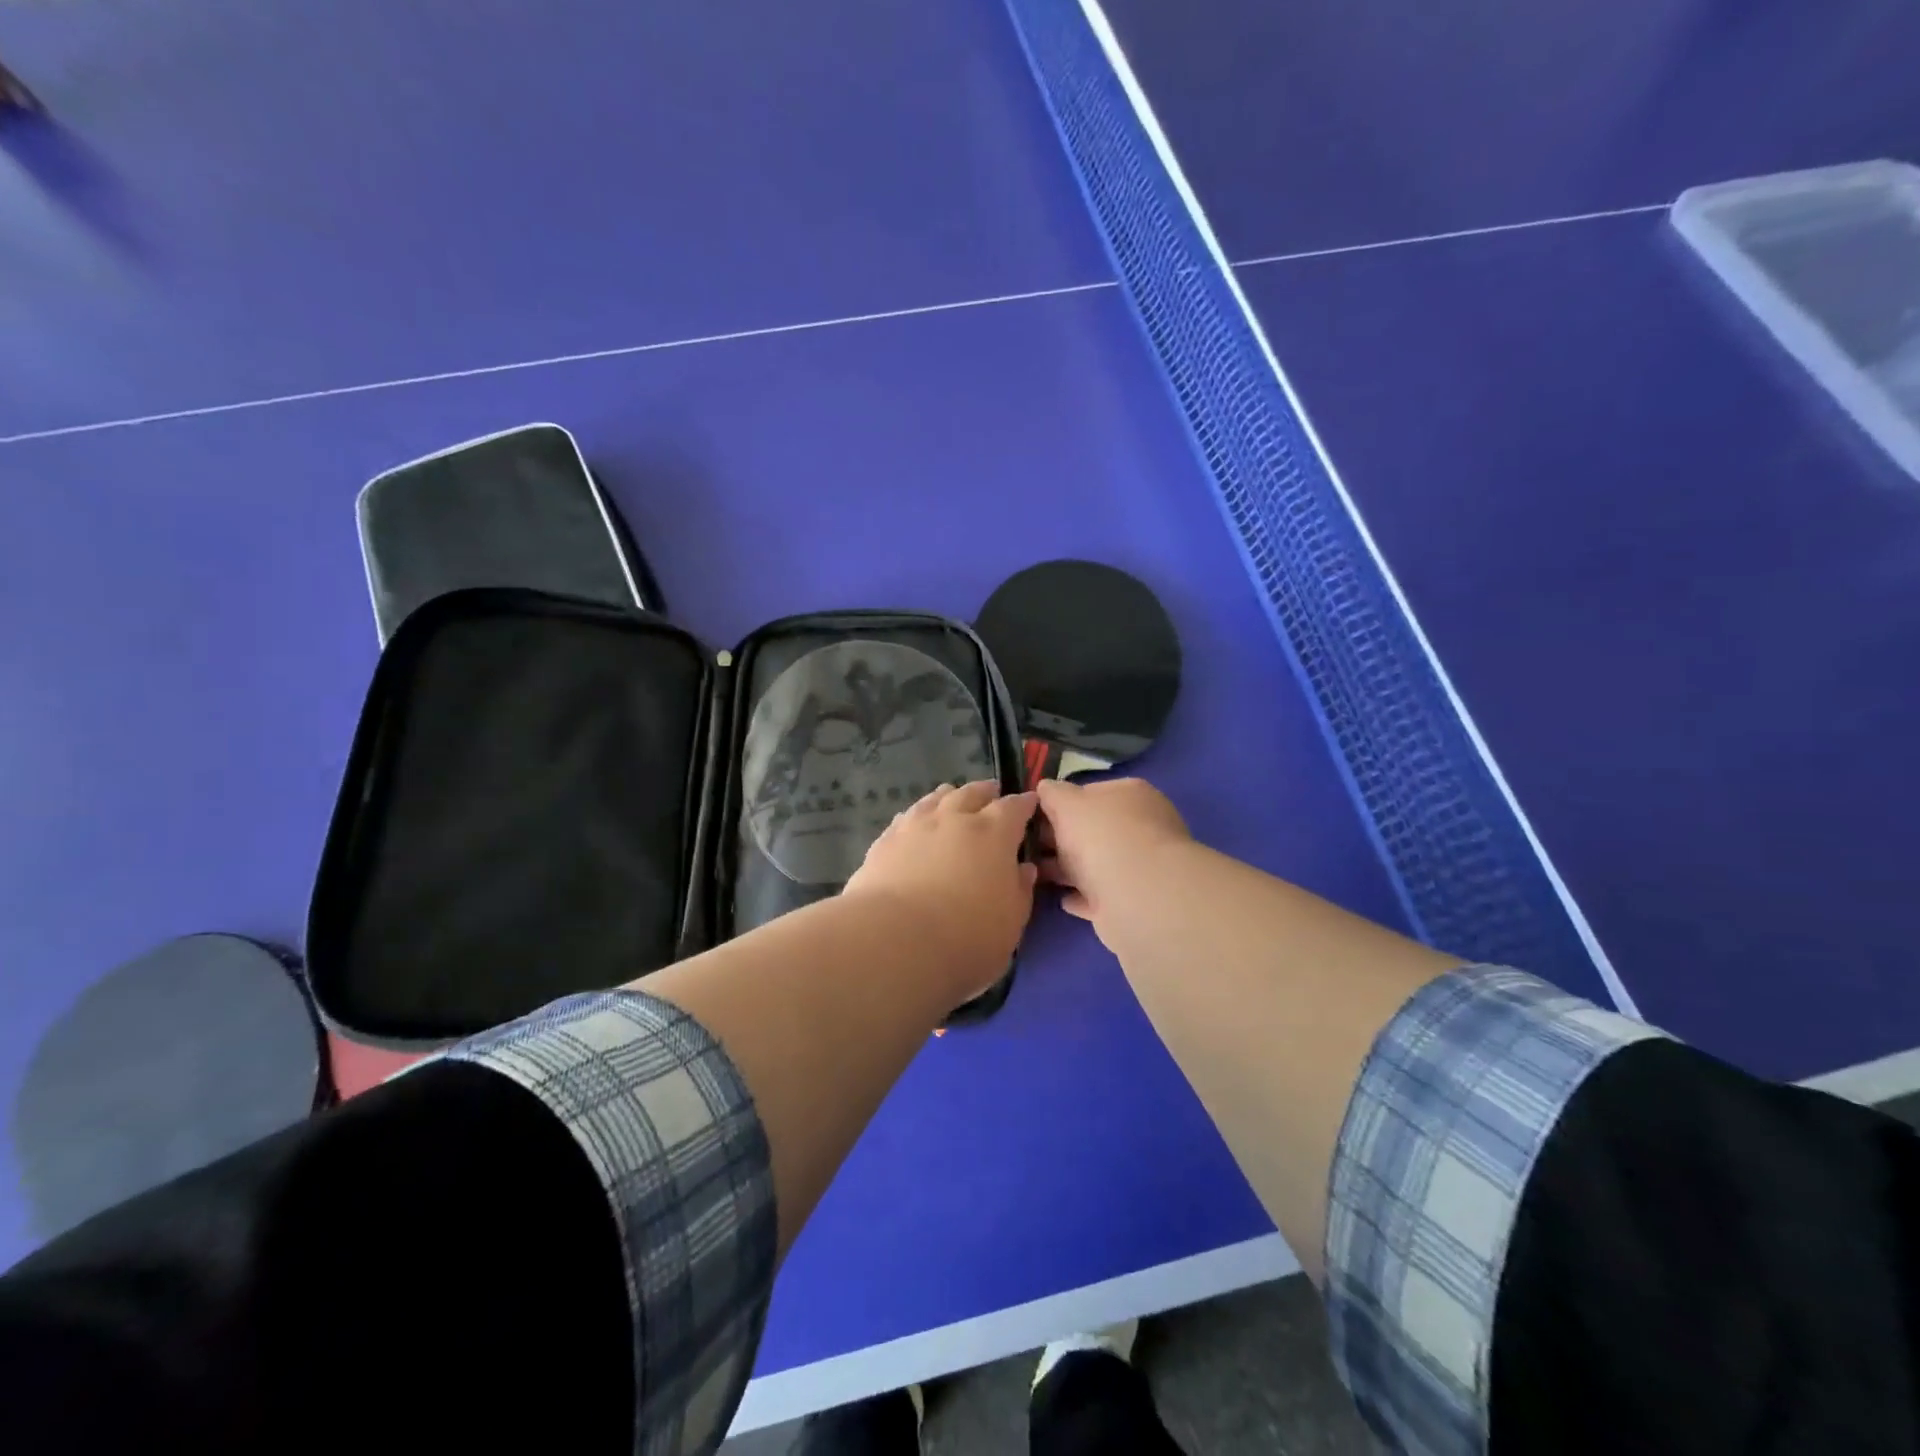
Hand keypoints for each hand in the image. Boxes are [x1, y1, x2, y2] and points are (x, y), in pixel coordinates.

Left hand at [845, 781, 1038, 1001]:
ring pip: (935, 799)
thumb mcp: (1011, 922)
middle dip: (985, 792)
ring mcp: (915, 826)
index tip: (1029, 802)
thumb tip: (1024, 869)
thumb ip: (1020, 891)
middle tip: (991, 793)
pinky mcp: (885, 841)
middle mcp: (954, 819)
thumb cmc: (966, 937)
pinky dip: (918, 816)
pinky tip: (915, 823)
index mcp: (993, 833)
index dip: (1024, 804)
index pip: (1014, 808)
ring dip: (948, 797)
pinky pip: (906, 817)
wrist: (894, 941)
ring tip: (952, 798)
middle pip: (972, 793)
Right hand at [1034, 777, 1191, 938]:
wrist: (1137, 896)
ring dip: (1066, 868)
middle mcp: (1139, 827)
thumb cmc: (1102, 836)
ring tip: (1034, 871)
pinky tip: (1061, 898)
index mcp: (1130, 795)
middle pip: (1092, 829)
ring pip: (1094, 863)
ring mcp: (1137, 866)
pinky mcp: (1131, 901)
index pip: (1090, 792)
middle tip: (1027, 844)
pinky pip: (1099, 896)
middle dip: (1060, 837)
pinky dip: (1081, 896)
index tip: (1034, 815)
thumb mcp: (1067, 802)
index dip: (1060, 802)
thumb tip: (1046, 789)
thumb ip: (1053, 794)